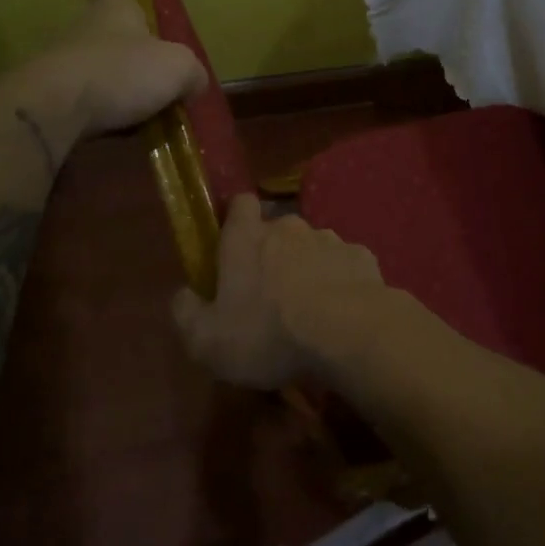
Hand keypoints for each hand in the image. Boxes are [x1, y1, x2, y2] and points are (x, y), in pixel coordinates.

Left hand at [9, 0, 207, 141]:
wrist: (54, 110)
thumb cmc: (121, 72)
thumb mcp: (177, 68)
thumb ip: (191, 72)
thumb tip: (194, 83)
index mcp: (113, 12)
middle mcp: (82, 31)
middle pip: (100, 31)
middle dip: (123, 50)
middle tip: (150, 74)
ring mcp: (59, 65)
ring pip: (90, 69)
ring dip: (111, 87)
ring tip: (138, 113)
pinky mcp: (47, 100)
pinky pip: (78, 103)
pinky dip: (95, 115)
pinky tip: (116, 133)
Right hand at [171, 194, 390, 389]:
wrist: (348, 332)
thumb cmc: (268, 333)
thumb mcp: (208, 341)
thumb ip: (187, 314)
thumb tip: (183, 295)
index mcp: (247, 239)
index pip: (240, 204)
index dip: (236, 219)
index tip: (234, 247)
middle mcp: (289, 228)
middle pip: (277, 230)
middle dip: (273, 255)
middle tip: (270, 295)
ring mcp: (329, 239)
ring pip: (313, 247)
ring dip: (308, 269)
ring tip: (310, 310)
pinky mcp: (361, 257)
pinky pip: (344, 265)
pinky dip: (340, 282)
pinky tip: (341, 312)